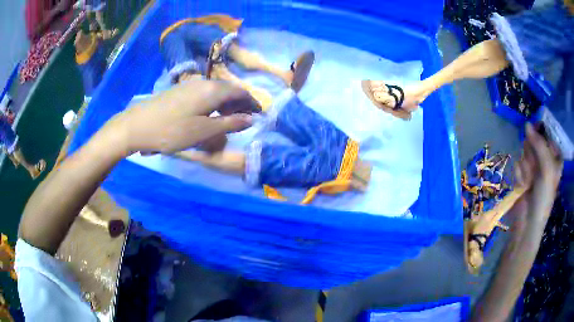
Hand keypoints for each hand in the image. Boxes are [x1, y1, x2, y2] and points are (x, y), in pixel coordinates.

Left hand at [104, 80, 256, 154]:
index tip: (259, 115)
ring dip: (226, 104)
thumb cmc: (171, 130)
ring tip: (228, 120)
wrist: (137, 125)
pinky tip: (209, 115)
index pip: (241, 91)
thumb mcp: (203, 131)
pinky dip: (213, 104)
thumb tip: (251, 119)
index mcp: (213, 90)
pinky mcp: (180, 90)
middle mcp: (204, 82)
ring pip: (216, 92)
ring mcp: (190, 84)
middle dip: (240, 104)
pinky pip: (205, 93)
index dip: (252, 103)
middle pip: (229, 90)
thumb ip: (229, 124)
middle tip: (244, 121)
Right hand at [512, 123, 563, 223]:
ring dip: (526, 166)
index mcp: (555, 158)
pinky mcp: (523, 174)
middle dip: (532, 152)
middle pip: (535, 142)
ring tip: (528, 182)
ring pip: (525, 152)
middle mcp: (545, 160)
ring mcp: (533, 167)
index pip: (548, 136)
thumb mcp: (547, 168)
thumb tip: (526, 124)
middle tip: (534, 166)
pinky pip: (518, 164)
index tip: (535, 131)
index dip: (541, 133)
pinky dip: (520, 174)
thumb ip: (539, 145)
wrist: (527, 222)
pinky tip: (522, 185)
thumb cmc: (543, 197)